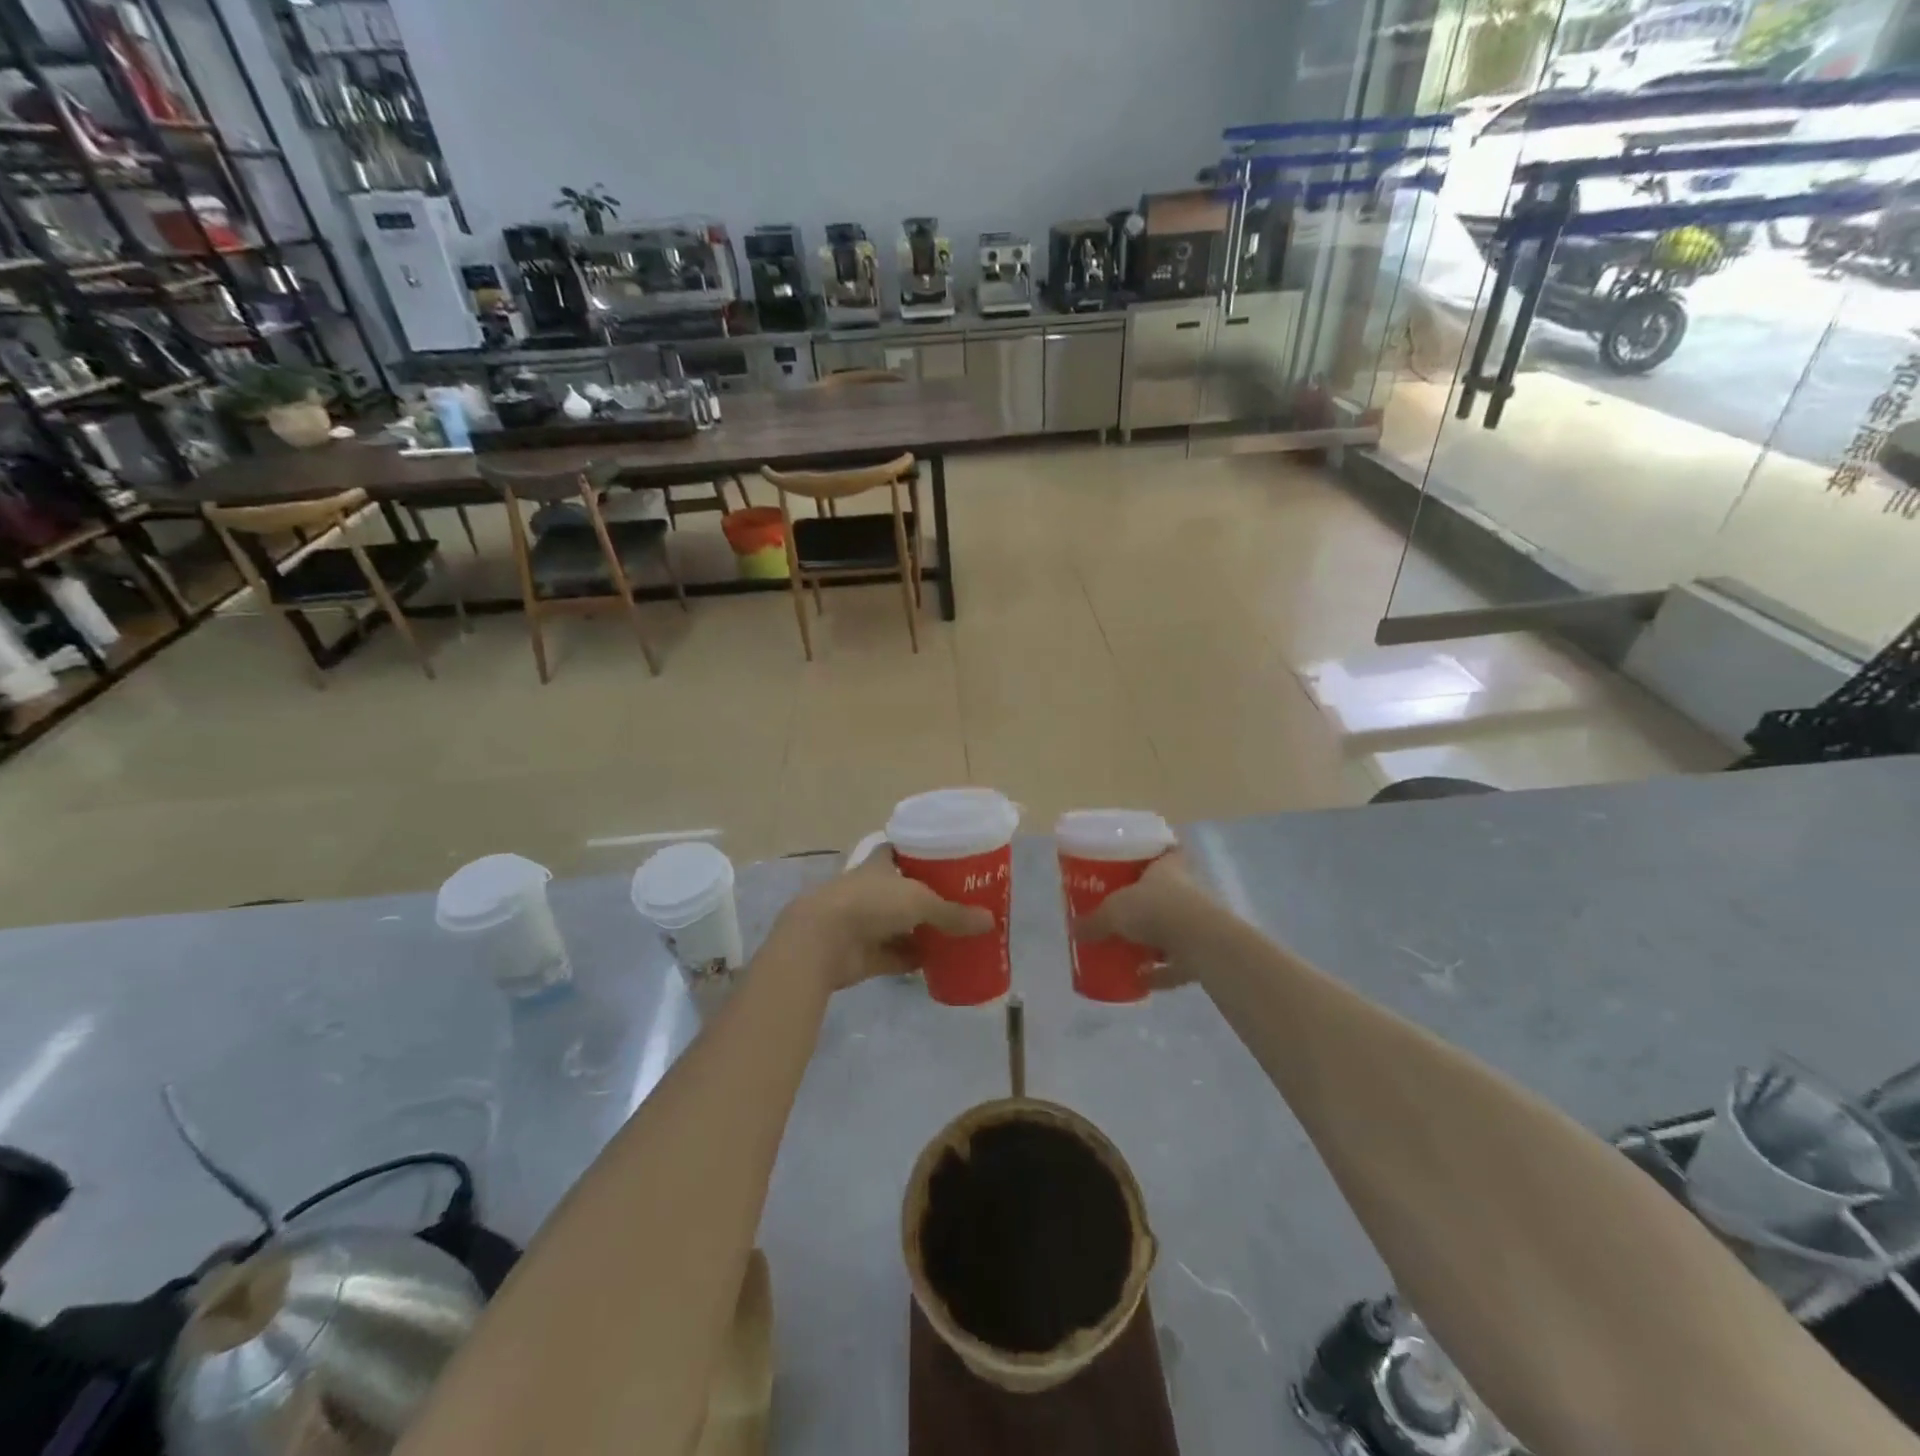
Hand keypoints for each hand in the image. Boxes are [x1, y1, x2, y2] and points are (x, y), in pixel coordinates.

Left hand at [774, 849, 993, 991]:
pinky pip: (897, 956)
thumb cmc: (871, 903)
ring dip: (924, 932)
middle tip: (965, 904)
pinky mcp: (865, 954)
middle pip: (907, 891)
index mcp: (881, 864)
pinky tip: (941, 965)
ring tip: (959, 935)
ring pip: (902, 925)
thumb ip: (953, 913)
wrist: (823, 940)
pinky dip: (915, 960)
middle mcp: (873, 890)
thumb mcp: (920, 901)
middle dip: (932, 899)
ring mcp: (867, 923)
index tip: (952, 861)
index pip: (905, 852)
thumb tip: (990, 922)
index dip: (926, 855)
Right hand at [1074, 850, 1213, 990]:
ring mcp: (1197, 924)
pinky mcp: (1201, 954)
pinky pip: (1177, 963)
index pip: (1168, 851)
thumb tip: (1074, 930)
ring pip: (1173, 928)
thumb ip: (1094, 921)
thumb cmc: (1154, 909)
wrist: (1198, 942)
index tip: (1142, 861)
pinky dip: (1161, 972)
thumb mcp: (1114, 911)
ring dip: (1155, 940)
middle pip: (1166, 893)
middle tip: (1124, 911)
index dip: (1157, 854)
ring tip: (1130, 949)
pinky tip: (1141, 981)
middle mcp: (1186, 891)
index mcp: (1167, 869)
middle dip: (1147, 903)